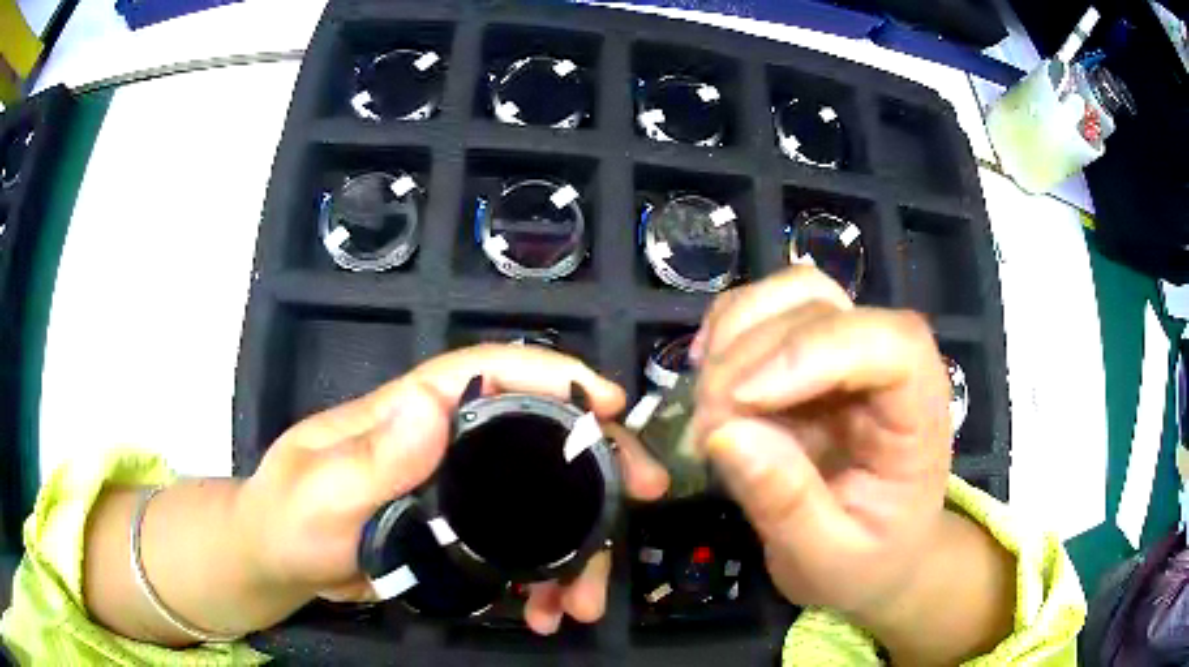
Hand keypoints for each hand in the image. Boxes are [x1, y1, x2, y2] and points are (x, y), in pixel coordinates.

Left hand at [234, 344, 667, 633]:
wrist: (282, 562)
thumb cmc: (289, 515)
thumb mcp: (319, 490)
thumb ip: (371, 456)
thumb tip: (435, 405)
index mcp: (413, 414)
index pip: (492, 372)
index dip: (557, 376)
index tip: (612, 404)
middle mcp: (447, 445)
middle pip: (539, 441)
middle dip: (597, 470)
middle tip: (641, 504)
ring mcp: (460, 493)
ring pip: (541, 506)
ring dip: (575, 550)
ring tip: (582, 603)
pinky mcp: (463, 534)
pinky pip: (522, 549)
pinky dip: (545, 580)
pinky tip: (547, 612)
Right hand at [691, 266, 953, 623]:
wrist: (878, 560)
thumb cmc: (866, 564)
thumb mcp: (826, 559)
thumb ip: (787, 504)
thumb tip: (724, 434)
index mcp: (918, 417)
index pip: (892, 344)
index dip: (815, 351)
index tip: (741, 402)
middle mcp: (890, 367)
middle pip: (826, 309)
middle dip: (751, 357)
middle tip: (705, 427)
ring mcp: (850, 353)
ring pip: (795, 292)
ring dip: (735, 332)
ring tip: (705, 401)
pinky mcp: (812, 356)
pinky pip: (769, 311)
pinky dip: (727, 328)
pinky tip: (706, 373)